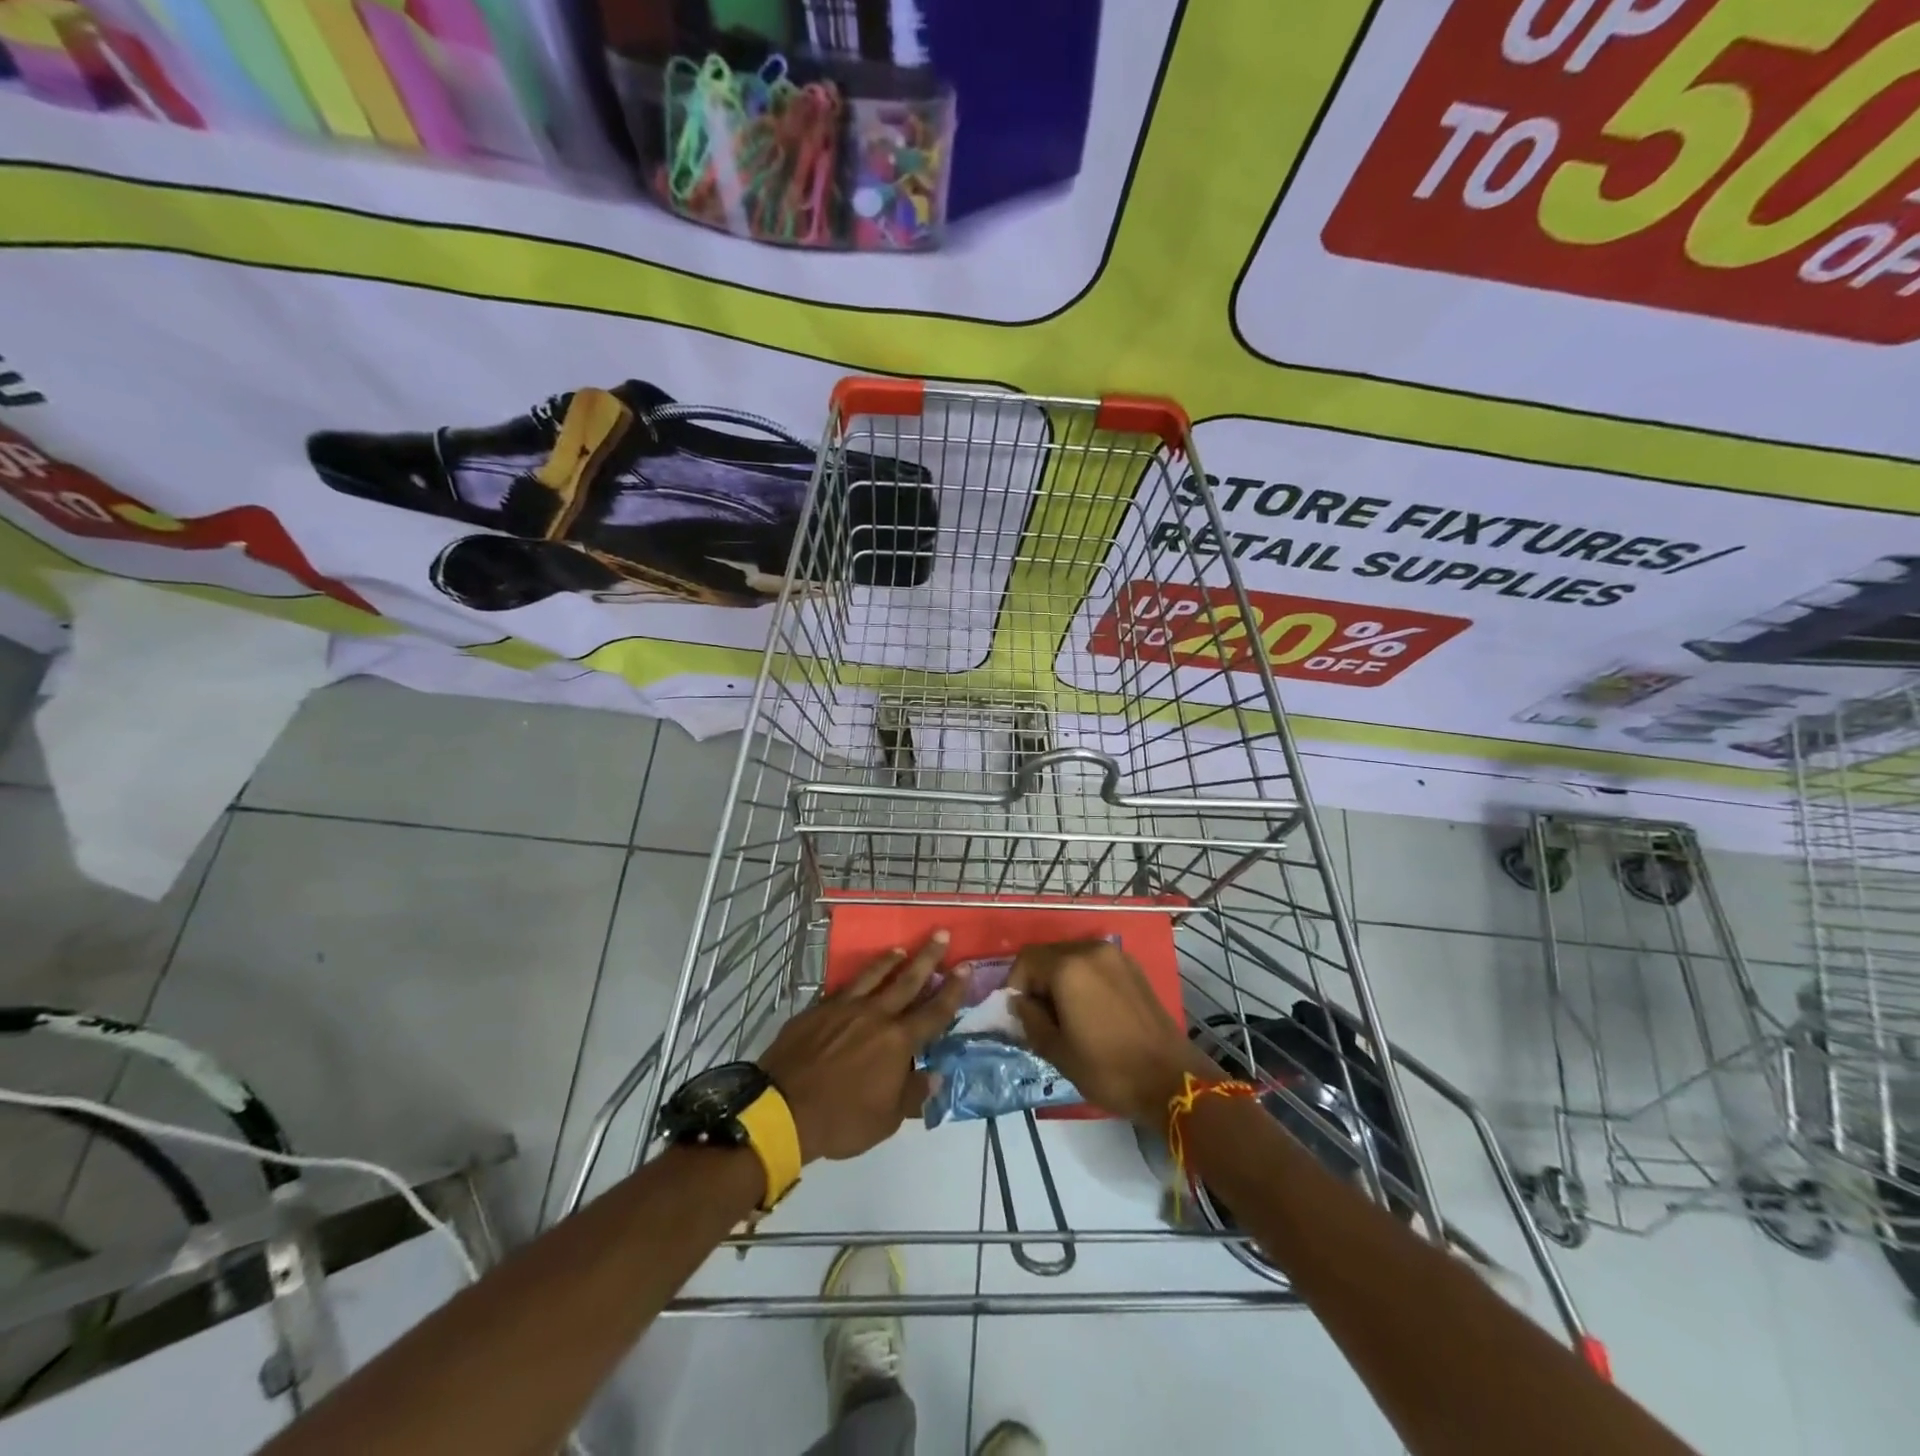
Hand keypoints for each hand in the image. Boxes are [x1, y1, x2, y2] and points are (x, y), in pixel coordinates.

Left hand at [758, 931, 969, 1162]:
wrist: (783, 1109)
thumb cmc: (841, 1120)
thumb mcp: (885, 1121)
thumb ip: (912, 1094)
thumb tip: (934, 1076)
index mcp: (898, 1042)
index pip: (934, 1011)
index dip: (953, 989)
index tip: (965, 966)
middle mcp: (876, 1016)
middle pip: (908, 980)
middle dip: (928, 957)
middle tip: (941, 934)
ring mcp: (844, 1008)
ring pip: (873, 975)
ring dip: (890, 961)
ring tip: (901, 949)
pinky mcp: (818, 1009)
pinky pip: (844, 988)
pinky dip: (857, 979)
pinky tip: (859, 978)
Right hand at [1008, 939, 1221, 1126]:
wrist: (1171, 1080)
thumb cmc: (1108, 1069)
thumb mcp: (1057, 1051)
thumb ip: (1030, 1019)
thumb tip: (1020, 1003)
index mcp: (1069, 967)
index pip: (1026, 960)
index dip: (1014, 985)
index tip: (1017, 1014)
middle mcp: (1091, 950)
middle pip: (1049, 954)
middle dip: (1036, 981)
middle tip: (1037, 1016)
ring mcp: (1115, 957)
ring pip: (1072, 957)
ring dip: (1059, 979)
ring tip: (1063, 1015)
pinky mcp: (1133, 968)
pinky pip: (1094, 964)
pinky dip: (1082, 979)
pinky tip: (1088, 1010)